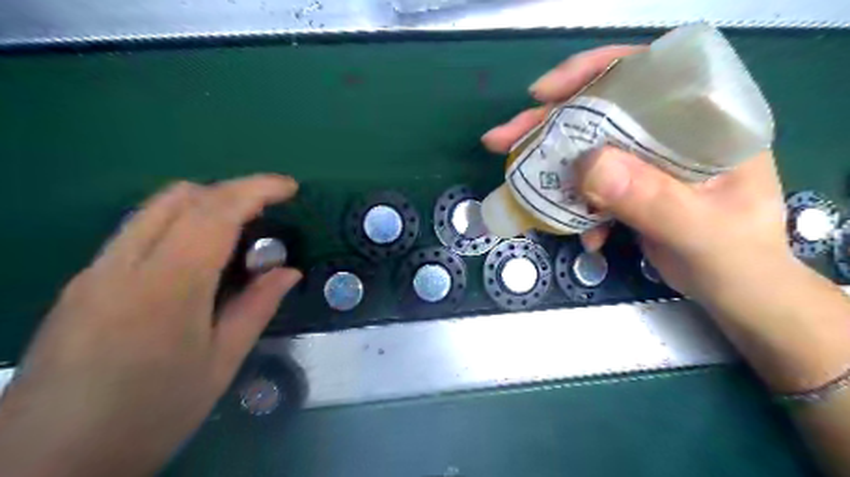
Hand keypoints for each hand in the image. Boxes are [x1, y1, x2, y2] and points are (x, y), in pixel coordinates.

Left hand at [0, 174, 302, 476]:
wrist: (45, 466)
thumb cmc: (151, 415)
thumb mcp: (220, 364)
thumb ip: (256, 307)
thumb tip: (288, 271)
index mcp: (167, 287)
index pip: (214, 212)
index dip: (256, 189)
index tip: (289, 187)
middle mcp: (123, 264)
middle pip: (180, 197)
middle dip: (231, 191)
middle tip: (267, 212)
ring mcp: (96, 270)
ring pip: (154, 208)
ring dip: (204, 204)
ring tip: (239, 231)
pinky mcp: (83, 282)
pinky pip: (138, 230)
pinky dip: (179, 224)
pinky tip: (197, 257)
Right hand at [485, 47, 790, 303]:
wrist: (734, 290)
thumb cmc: (736, 258)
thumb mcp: (699, 229)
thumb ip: (651, 198)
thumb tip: (587, 166)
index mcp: (703, 120)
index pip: (645, 71)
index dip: (591, 72)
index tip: (544, 94)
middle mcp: (670, 131)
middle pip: (600, 109)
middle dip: (548, 122)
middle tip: (503, 139)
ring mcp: (645, 159)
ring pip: (586, 146)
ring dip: (549, 163)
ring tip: (516, 177)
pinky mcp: (628, 186)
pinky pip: (587, 183)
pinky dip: (573, 204)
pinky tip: (581, 231)